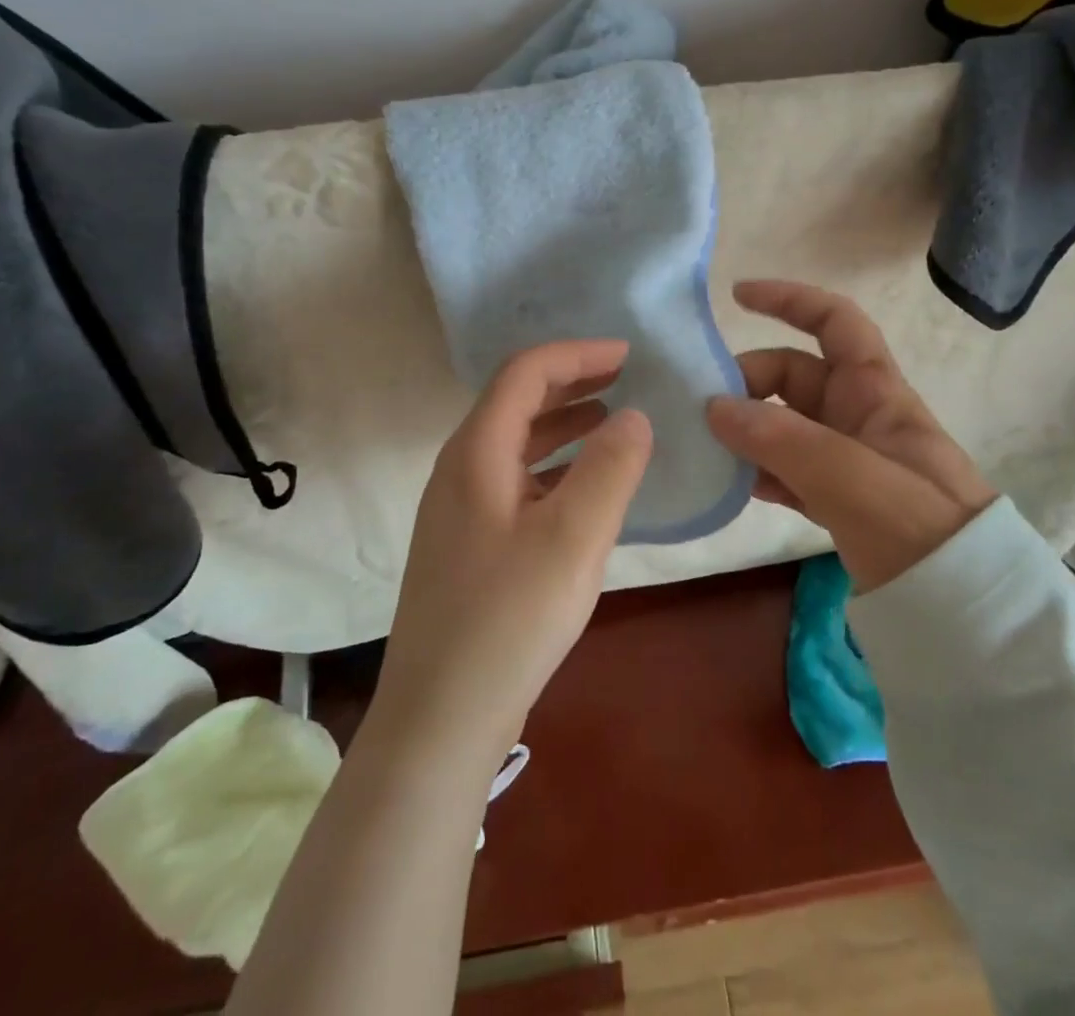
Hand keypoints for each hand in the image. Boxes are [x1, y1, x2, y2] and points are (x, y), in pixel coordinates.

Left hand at [372, 341, 653, 764]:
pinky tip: (585, 487)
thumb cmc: (509, 620)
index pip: (524, 373)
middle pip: (515, 401)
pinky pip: (515, 480)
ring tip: (613, 422)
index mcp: (476, 453)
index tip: (627, 355)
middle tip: (625, 379)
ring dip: (563, 423)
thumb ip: (610, 469)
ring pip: (515, 443)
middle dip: (571, 382)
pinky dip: (553, 465)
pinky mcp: (467, 544)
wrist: (439, 719)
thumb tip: (635, 416)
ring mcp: (458, 509)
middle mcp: (459, 469)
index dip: (576, 354)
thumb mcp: (574, 539)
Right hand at [706, 280, 995, 592]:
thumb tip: (713, 407)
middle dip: (748, 383)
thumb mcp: (851, 477)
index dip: (789, 300)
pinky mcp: (838, 499)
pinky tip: (733, 486)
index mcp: (875, 391)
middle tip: (704, 414)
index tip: (736, 298)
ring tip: (705, 448)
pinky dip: (759, 471)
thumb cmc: (919, 528)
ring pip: (785, 425)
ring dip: (747, 430)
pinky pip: (787, 470)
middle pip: (794, 376)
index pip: (834, 321)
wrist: (967, 611)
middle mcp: (859, 415)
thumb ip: (781, 440)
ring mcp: (847, 459)